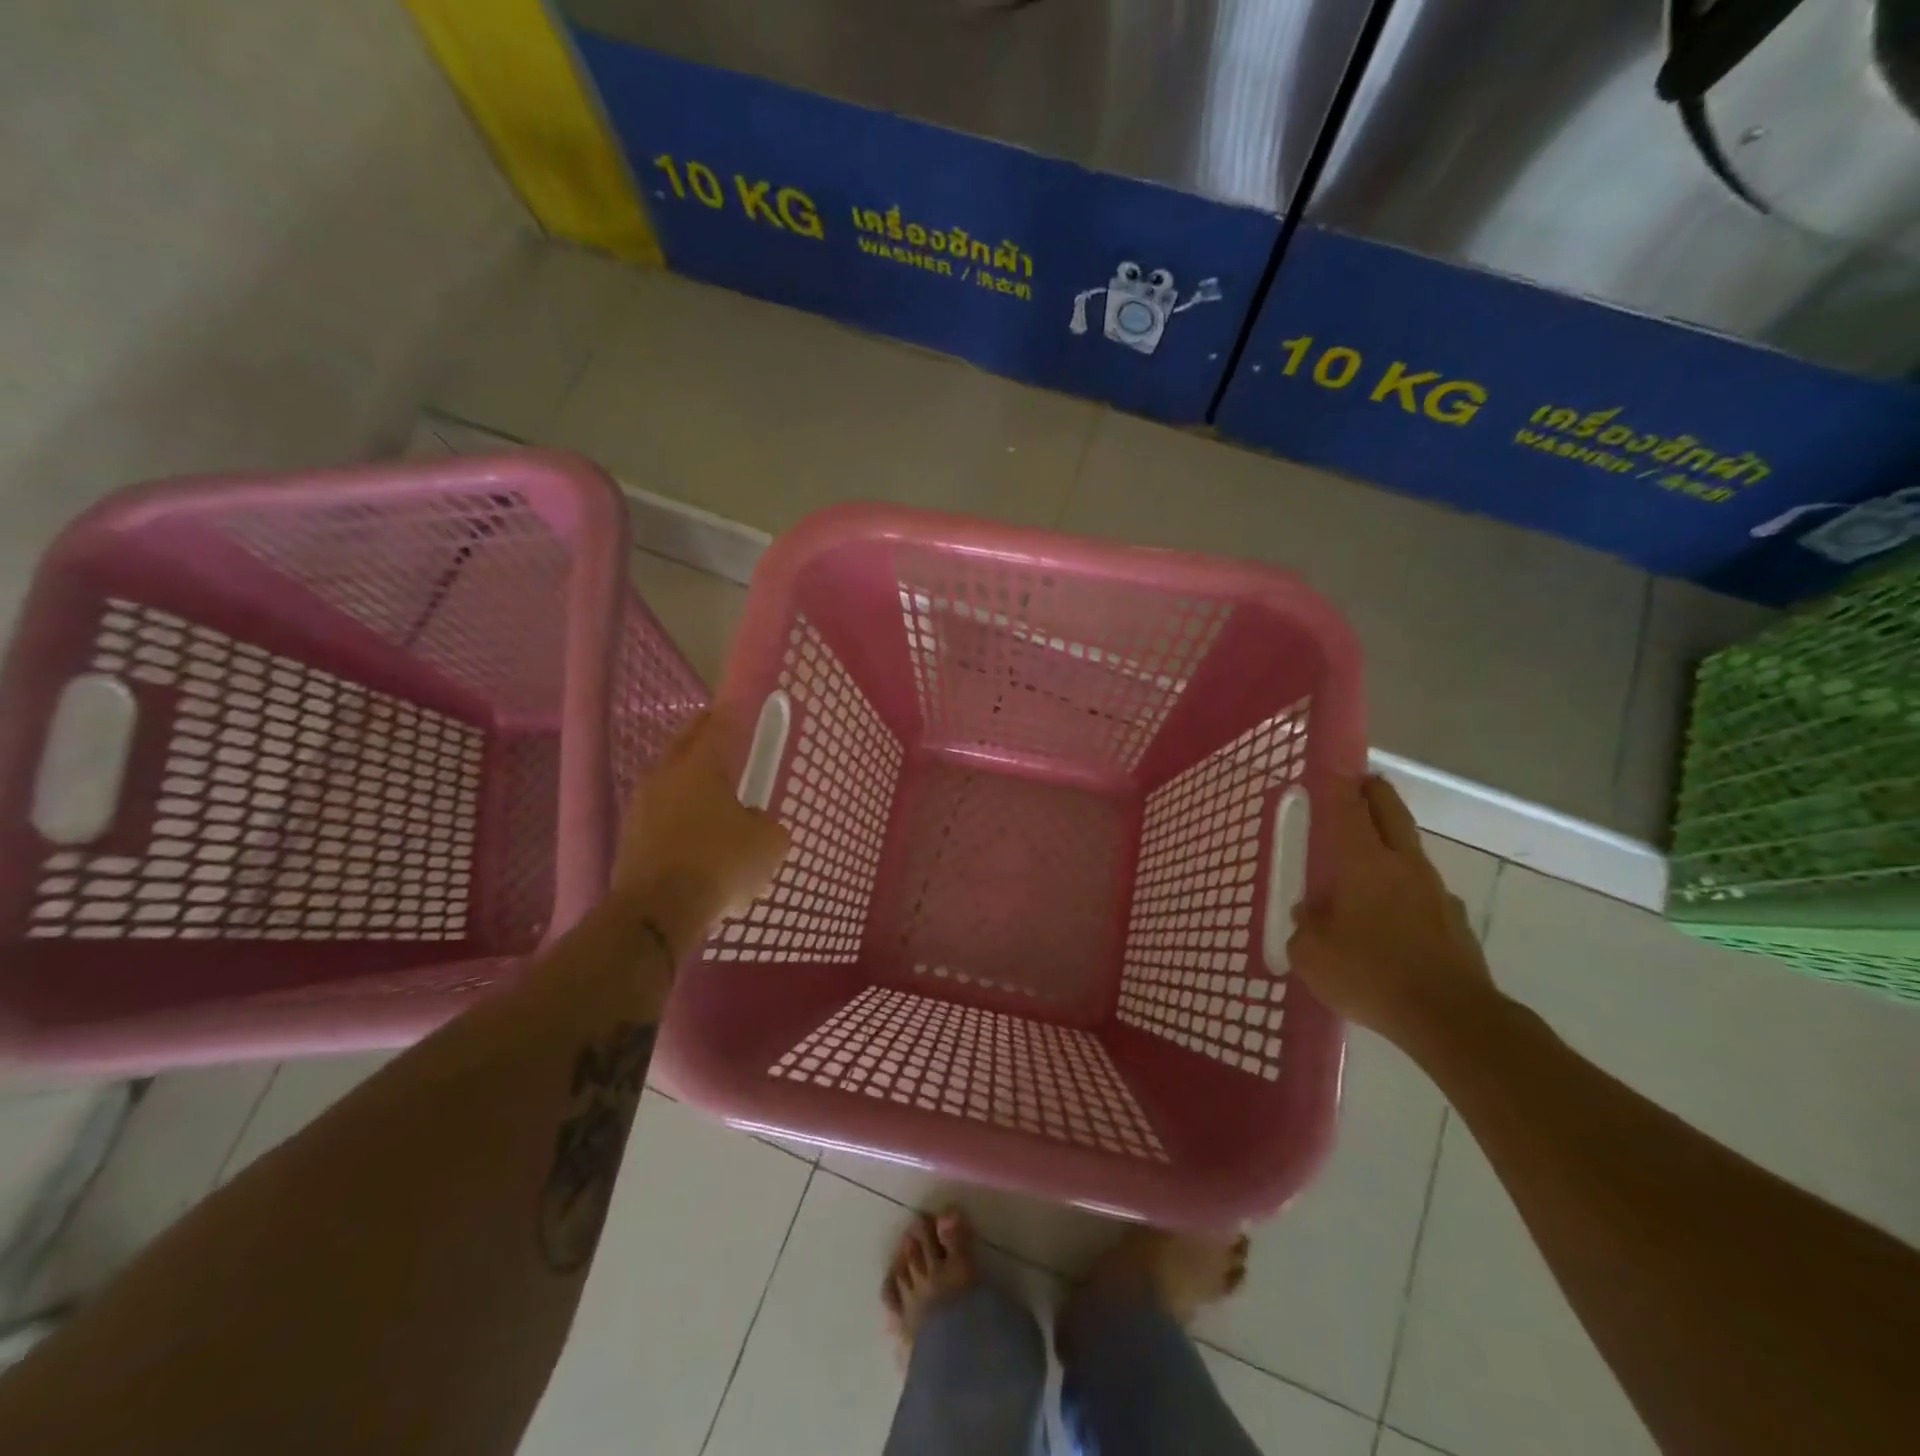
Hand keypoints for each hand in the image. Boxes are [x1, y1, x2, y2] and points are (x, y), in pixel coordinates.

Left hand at [610, 710, 789, 957]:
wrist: (658, 911)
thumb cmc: (720, 863)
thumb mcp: (768, 844)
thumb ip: (767, 825)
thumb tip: (755, 824)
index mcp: (700, 766)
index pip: (718, 726)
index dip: (731, 713)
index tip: (737, 705)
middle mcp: (665, 776)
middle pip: (684, 744)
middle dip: (702, 735)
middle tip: (720, 734)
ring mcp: (640, 807)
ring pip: (667, 780)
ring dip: (686, 779)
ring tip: (708, 789)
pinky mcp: (629, 840)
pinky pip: (658, 814)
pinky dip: (675, 815)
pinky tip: (692, 833)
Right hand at [1286, 775, 1498, 1048]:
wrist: (1451, 1019)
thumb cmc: (1370, 974)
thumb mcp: (1312, 955)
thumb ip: (1305, 927)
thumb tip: (1308, 914)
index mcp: (1365, 863)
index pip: (1349, 810)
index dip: (1338, 786)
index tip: (1331, 769)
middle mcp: (1404, 865)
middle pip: (1391, 813)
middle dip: (1375, 792)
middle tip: (1362, 782)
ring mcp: (1436, 892)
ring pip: (1411, 851)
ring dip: (1392, 841)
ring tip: (1370, 856)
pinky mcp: (1455, 922)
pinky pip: (1424, 892)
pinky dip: (1406, 889)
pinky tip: (1394, 915)